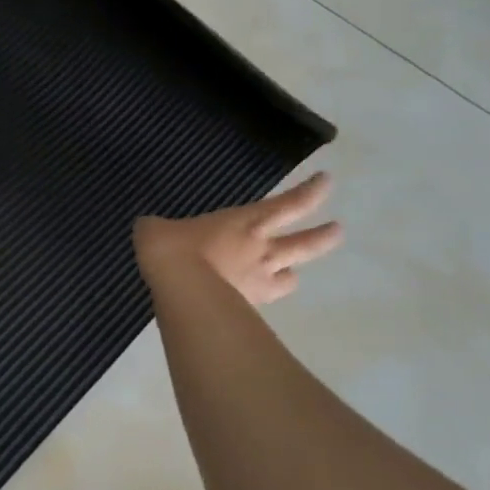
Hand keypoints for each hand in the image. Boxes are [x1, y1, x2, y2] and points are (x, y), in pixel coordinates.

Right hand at [134, 171, 341, 303]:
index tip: (327, 181)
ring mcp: (259, 282)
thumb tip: (151, 229)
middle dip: (325, 236)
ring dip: (291, 273)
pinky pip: (264, 301)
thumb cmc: (173, 249)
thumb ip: (159, 227)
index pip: (290, 204)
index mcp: (245, 222)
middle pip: (306, 243)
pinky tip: (250, 299)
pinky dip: (262, 298)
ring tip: (287, 272)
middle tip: (338, 230)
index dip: (312, 192)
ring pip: (290, 278)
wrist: (180, 292)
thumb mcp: (155, 228)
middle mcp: (262, 251)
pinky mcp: (248, 309)